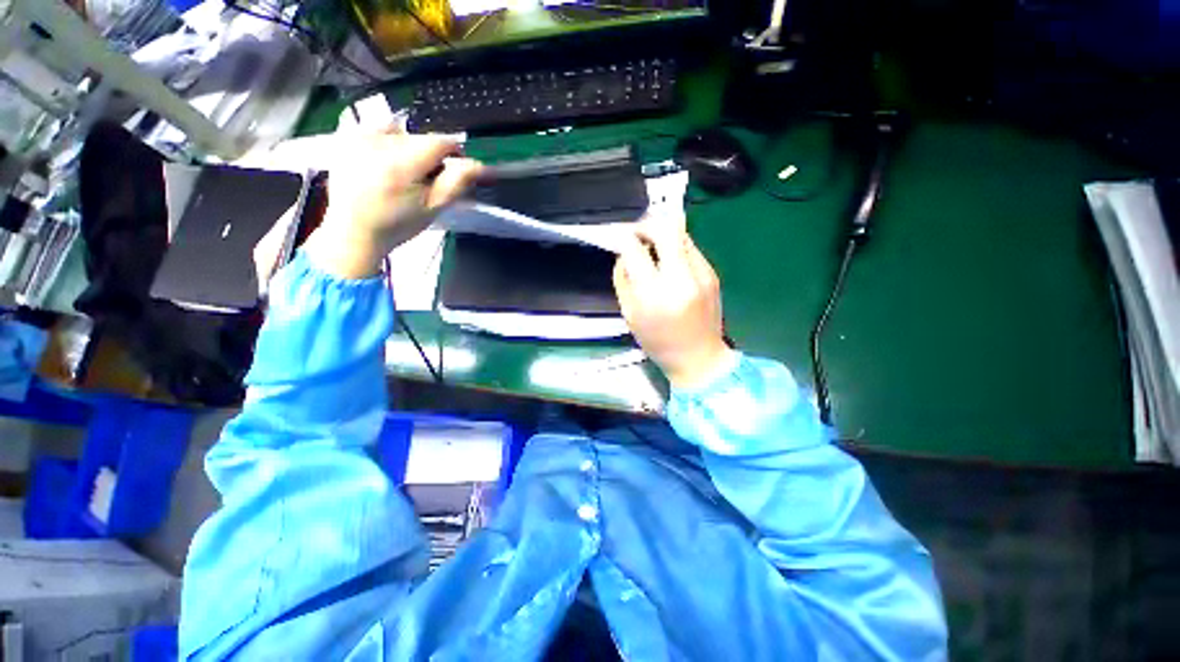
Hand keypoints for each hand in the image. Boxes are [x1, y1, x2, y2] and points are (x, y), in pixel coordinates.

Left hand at [306, 128, 482, 278]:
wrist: (353, 230)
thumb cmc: (398, 225)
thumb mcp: (434, 208)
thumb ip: (457, 182)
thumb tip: (482, 165)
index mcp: (401, 164)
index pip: (440, 142)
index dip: (455, 154)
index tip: (455, 172)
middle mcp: (378, 142)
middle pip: (421, 138)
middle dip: (431, 156)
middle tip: (427, 181)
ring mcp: (359, 137)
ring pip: (402, 132)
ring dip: (411, 149)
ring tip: (404, 173)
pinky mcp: (347, 137)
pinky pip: (379, 129)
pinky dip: (390, 142)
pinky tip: (384, 163)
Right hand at [613, 221, 733, 388]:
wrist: (699, 357)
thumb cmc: (658, 342)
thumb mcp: (630, 315)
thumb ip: (623, 280)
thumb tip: (625, 254)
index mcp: (654, 295)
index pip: (635, 249)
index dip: (624, 238)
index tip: (619, 238)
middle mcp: (681, 279)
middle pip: (665, 229)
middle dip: (646, 225)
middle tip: (636, 234)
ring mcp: (701, 274)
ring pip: (680, 234)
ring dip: (662, 235)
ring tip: (652, 248)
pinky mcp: (712, 274)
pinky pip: (690, 249)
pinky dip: (675, 249)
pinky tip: (669, 263)